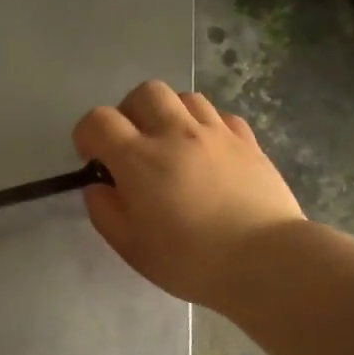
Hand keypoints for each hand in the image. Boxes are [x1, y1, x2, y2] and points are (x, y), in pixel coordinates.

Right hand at [74, 81, 303, 308]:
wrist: (266, 261)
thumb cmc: (190, 260)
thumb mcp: (132, 247)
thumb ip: (105, 212)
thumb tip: (98, 187)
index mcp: (139, 159)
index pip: (99, 120)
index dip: (87, 134)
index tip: (93, 158)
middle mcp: (176, 133)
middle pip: (144, 93)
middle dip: (129, 113)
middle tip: (133, 145)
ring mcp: (216, 133)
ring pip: (184, 97)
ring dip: (169, 114)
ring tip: (172, 145)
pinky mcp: (248, 141)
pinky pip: (220, 115)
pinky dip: (205, 126)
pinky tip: (207, 152)